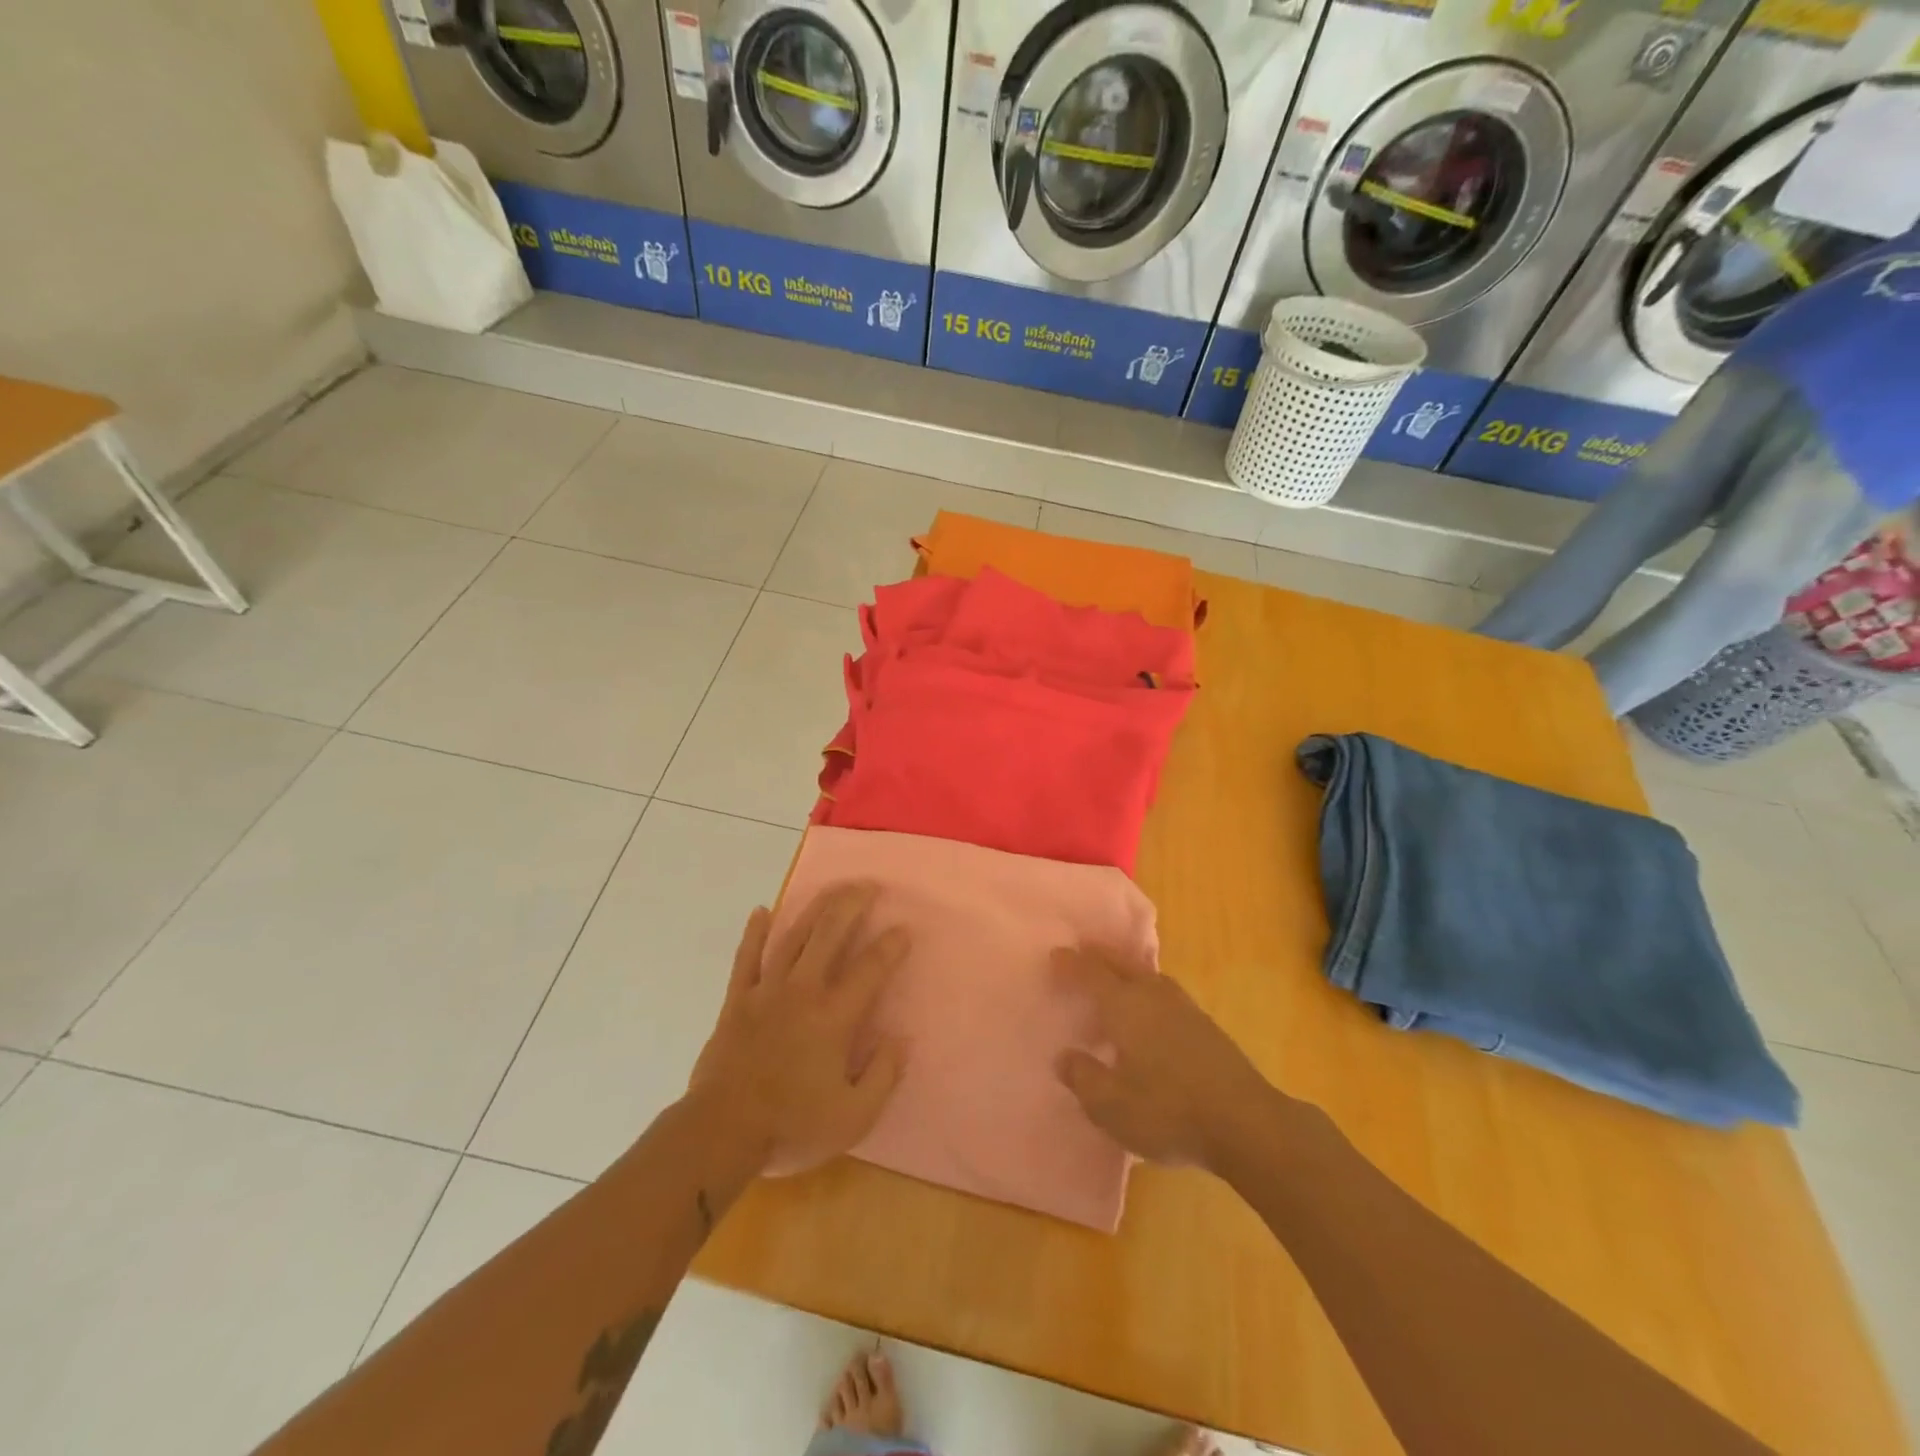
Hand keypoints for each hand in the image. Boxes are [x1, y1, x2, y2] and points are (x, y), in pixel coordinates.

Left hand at [689, 884, 908, 1176]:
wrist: (721, 1132)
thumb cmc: (791, 1126)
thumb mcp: (853, 1117)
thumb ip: (883, 1075)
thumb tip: (900, 1038)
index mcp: (834, 1017)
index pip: (870, 969)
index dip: (890, 945)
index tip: (904, 928)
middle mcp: (802, 991)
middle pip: (830, 935)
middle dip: (852, 905)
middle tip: (869, 886)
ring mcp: (766, 992)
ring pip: (793, 937)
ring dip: (814, 909)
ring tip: (832, 889)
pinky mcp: (736, 1001)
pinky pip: (746, 958)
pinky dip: (754, 933)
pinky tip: (761, 911)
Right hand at [1054, 945, 1280, 1172]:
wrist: (1245, 1123)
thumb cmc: (1168, 1111)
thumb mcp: (1110, 1105)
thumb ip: (1083, 1077)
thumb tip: (1065, 1057)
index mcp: (1125, 1006)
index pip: (1091, 974)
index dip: (1071, 964)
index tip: (1055, 954)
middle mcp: (1153, 995)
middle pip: (1121, 964)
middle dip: (1099, 956)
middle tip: (1082, 951)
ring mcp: (1184, 1008)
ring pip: (1148, 975)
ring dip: (1127, 969)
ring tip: (1115, 975)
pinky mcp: (1206, 1026)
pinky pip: (1165, 992)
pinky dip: (1148, 988)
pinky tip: (1150, 1008)